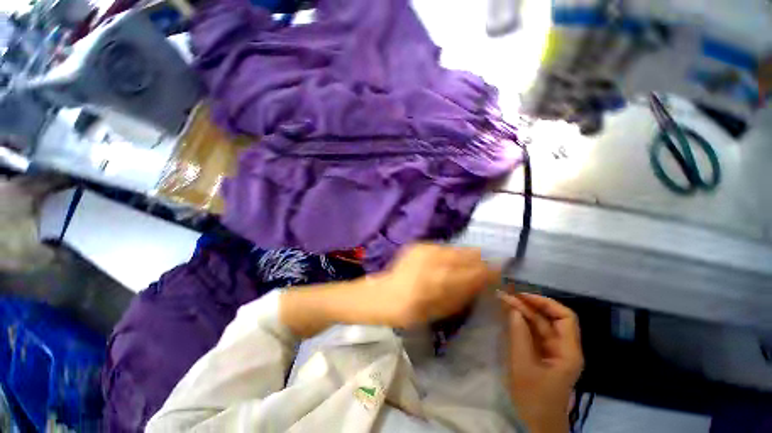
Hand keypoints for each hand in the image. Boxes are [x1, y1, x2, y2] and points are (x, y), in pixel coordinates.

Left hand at [371, 243, 499, 327]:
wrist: (385, 294)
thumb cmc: (413, 310)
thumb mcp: (443, 310)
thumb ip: (464, 294)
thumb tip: (482, 282)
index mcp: (443, 282)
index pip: (476, 271)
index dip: (490, 271)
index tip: (498, 271)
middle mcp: (436, 261)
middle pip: (468, 255)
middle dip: (479, 260)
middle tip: (485, 266)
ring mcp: (426, 250)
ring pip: (455, 248)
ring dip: (465, 255)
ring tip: (468, 261)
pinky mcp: (418, 245)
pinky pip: (441, 247)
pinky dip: (449, 253)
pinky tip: (447, 259)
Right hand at [499, 292, 582, 432]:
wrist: (538, 424)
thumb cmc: (534, 398)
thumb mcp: (523, 366)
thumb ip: (519, 335)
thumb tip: (513, 309)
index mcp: (568, 352)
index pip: (565, 317)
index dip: (545, 303)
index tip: (523, 297)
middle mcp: (564, 348)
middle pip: (551, 319)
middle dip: (530, 305)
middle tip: (507, 296)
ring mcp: (553, 352)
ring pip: (541, 325)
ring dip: (524, 312)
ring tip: (505, 301)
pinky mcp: (543, 355)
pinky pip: (534, 334)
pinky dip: (522, 323)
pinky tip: (509, 316)